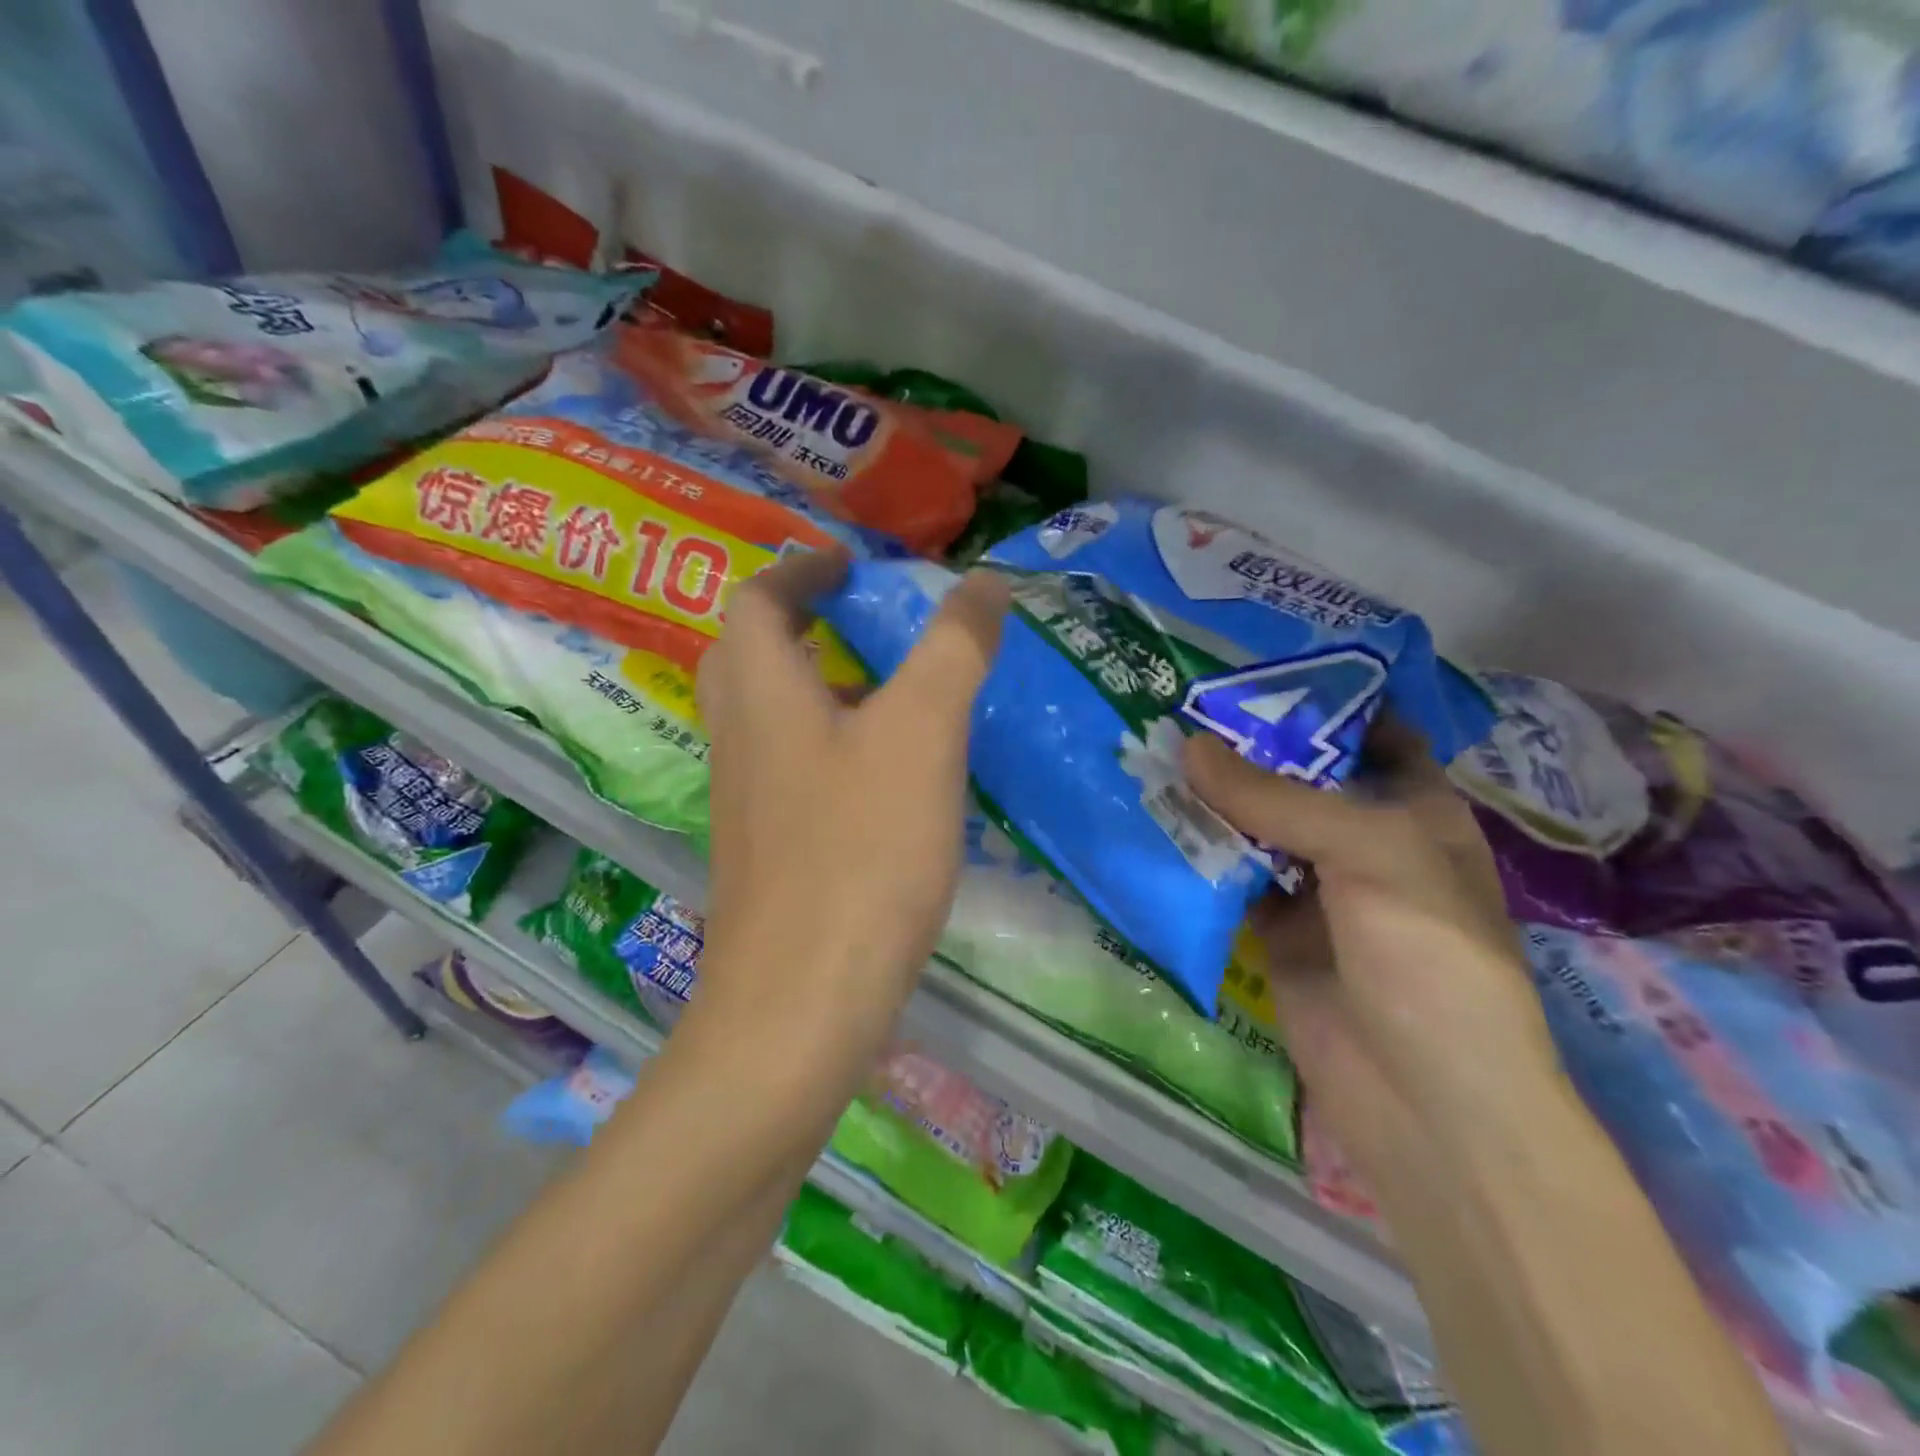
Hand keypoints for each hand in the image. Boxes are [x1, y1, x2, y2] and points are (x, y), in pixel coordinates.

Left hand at [693, 548, 1008, 1061]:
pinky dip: (834, 745)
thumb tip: (985, 583)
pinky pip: (795, 768)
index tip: (852, 565)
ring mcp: (747, 799)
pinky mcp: (768, 849)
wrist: (801, 1003)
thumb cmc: (859, 851)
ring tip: (895, 689)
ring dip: (823, 685)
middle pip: (753, 654)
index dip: (802, 569)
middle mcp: (738, 736)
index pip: (759, 600)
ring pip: (775, 715)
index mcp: (760, 691)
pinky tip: (892, 776)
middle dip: (803, 622)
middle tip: (864, 617)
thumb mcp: (922, 734)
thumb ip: (954, 649)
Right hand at [1185, 721, 1561, 1181]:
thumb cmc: (1428, 955)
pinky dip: (1197, 855)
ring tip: (1151, 751)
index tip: (1246, 671)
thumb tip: (1188, 746)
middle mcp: (1364, 841)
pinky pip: (1230, 878)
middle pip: (1298, 778)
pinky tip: (1152, 822)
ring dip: (1212, 799)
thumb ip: (1276, 798)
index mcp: (1413, 809)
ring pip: (1256, 827)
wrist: (1426, 1101)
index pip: (1366, 733)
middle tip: (1174, 707)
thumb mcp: (1370, 853)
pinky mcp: (1274, 931)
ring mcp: (1316, 888)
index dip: (1316, 700)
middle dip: (1244, 748)